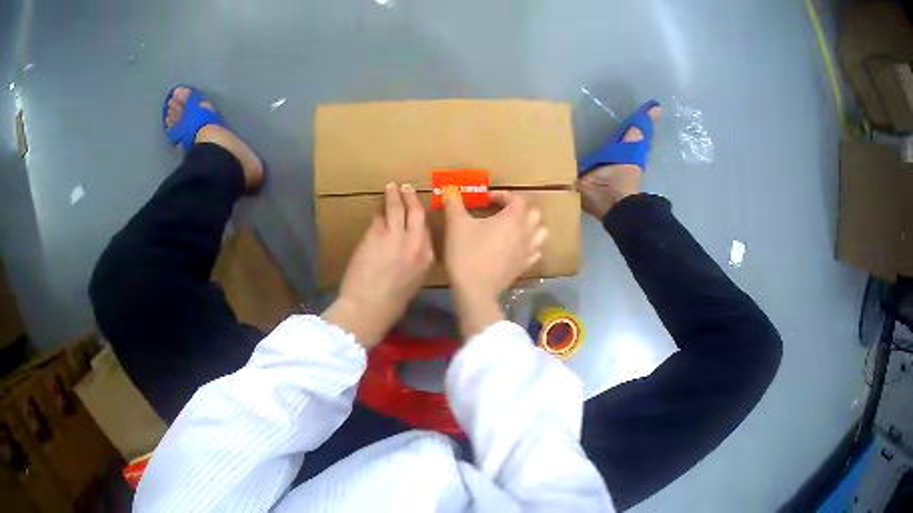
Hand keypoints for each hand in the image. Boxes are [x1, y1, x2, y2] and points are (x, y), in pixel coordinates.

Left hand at [322, 183, 432, 348]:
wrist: (368, 308)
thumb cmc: (389, 305)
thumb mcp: (411, 284)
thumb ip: (412, 264)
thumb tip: (404, 252)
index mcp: (427, 259)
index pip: (426, 230)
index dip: (420, 217)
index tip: (416, 210)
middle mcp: (416, 243)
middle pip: (416, 213)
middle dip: (411, 198)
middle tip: (407, 188)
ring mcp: (396, 236)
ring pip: (397, 208)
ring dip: (394, 195)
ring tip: (391, 187)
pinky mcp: (377, 234)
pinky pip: (378, 216)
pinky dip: (378, 210)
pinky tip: (376, 206)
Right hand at [443, 187, 546, 337]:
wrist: (475, 290)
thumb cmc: (467, 253)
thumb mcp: (456, 225)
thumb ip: (454, 204)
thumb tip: (450, 189)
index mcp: (513, 218)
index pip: (517, 199)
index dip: (502, 196)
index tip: (486, 200)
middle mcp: (526, 232)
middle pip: (534, 213)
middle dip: (519, 209)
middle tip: (501, 212)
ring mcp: (528, 251)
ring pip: (539, 232)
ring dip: (529, 227)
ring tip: (513, 228)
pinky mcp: (524, 267)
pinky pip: (534, 251)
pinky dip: (528, 246)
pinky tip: (516, 248)